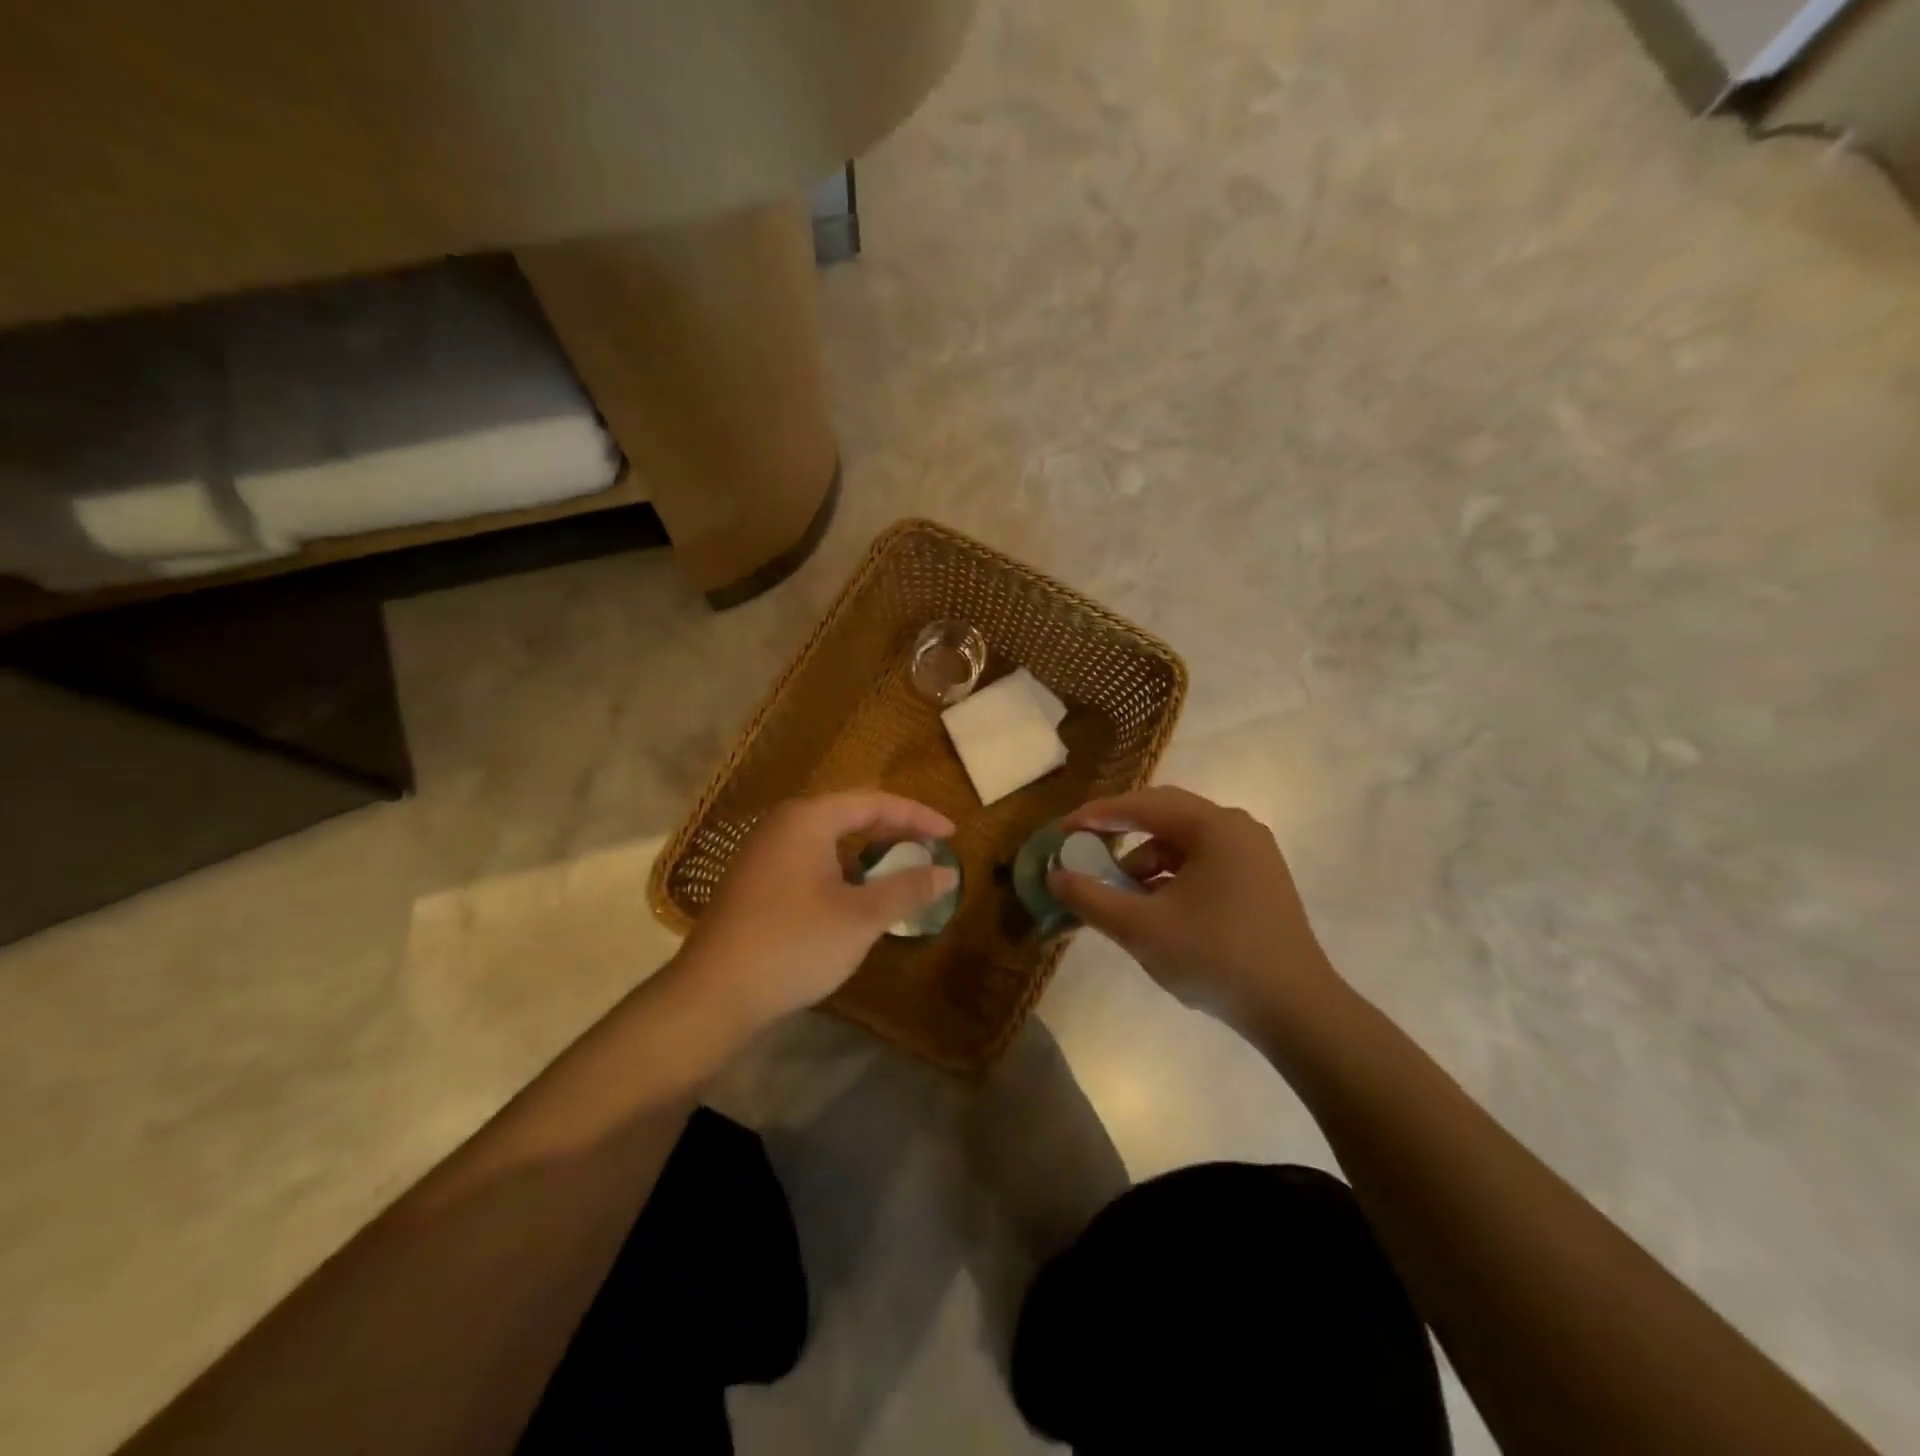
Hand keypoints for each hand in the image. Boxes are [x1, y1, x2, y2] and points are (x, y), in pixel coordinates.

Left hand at [671, 792, 958, 1039]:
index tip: (951, 834)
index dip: (918, 816)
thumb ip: (907, 888)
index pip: (875, 802)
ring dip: (867, 850)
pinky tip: (854, 895)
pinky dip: (841, 867)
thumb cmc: (794, 944)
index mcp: (809, 819)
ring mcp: (763, 852)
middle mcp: (783, 824)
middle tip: (930, 848)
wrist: (713, 994)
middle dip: (894, 830)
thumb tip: (947, 872)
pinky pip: (810, 858)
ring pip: (828, 838)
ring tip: (898, 869)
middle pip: (850, 814)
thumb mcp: (861, 917)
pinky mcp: (754, 880)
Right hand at [1048, 786, 1344, 1038]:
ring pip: (1184, 841)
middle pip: (1165, 815)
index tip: (1063, 830)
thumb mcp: (1141, 929)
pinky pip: (1203, 862)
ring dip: (1146, 860)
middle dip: (1121, 831)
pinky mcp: (1259, 880)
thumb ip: (1092, 898)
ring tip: (1121, 894)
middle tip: (1086, 847)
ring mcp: (1253, 854)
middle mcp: (1237, 828)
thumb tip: (1056, 877)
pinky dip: (1171, 876)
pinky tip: (1156, 907)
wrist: (1297, 1011)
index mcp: (1214, 827)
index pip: (1142, 805)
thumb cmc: (1216, 959)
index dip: (1097, 815)